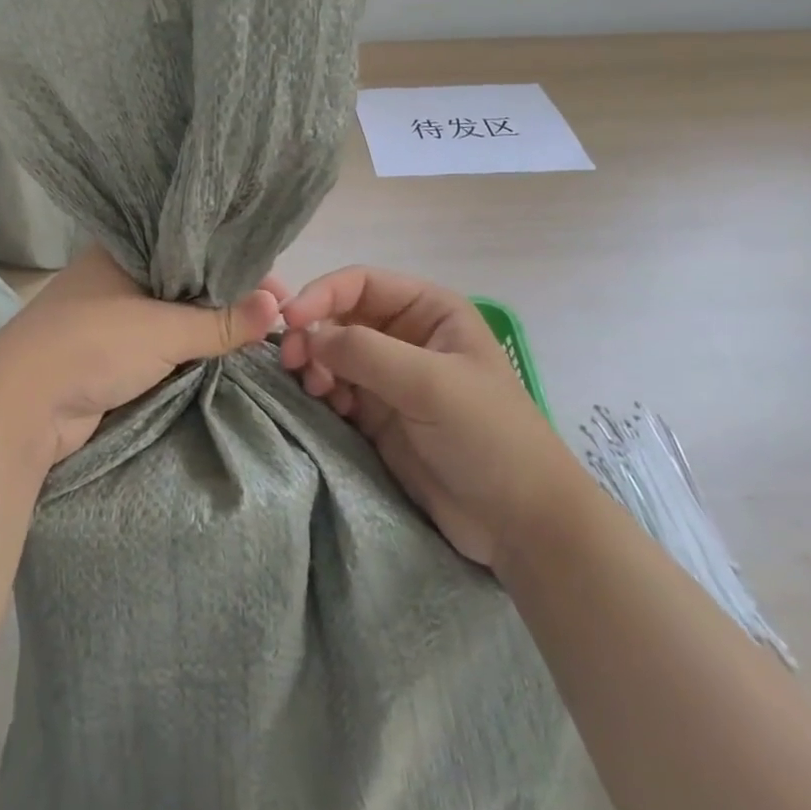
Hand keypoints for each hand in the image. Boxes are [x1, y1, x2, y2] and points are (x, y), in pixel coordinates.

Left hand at [0, 244, 284, 465]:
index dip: (232, 258)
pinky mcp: (111, 353)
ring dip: (208, 324)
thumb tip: (279, 306)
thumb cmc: (92, 345)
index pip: (190, 243)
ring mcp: (112, 315)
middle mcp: (117, 275)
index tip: (273, 281)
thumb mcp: (163, 329)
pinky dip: (188, 347)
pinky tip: (223, 350)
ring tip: (260, 328)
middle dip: (226, 294)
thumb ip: (222, 321)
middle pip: (185, 278)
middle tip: (275, 308)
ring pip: (173, 313)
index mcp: (122, 249)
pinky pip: (161, 343)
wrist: (21, 408)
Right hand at [279, 266, 574, 565]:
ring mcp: (391, 378)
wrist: (521, 526)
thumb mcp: (430, 384)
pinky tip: (326, 406)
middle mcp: (407, 335)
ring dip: (315, 365)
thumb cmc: (488, 437)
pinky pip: (337, 390)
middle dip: (313, 333)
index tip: (289, 320)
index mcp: (429, 310)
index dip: (321, 293)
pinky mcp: (380, 417)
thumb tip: (306, 334)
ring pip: (333, 354)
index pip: (361, 283)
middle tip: (291, 362)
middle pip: (341, 316)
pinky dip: (323, 393)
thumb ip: (365, 351)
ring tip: (314, 389)